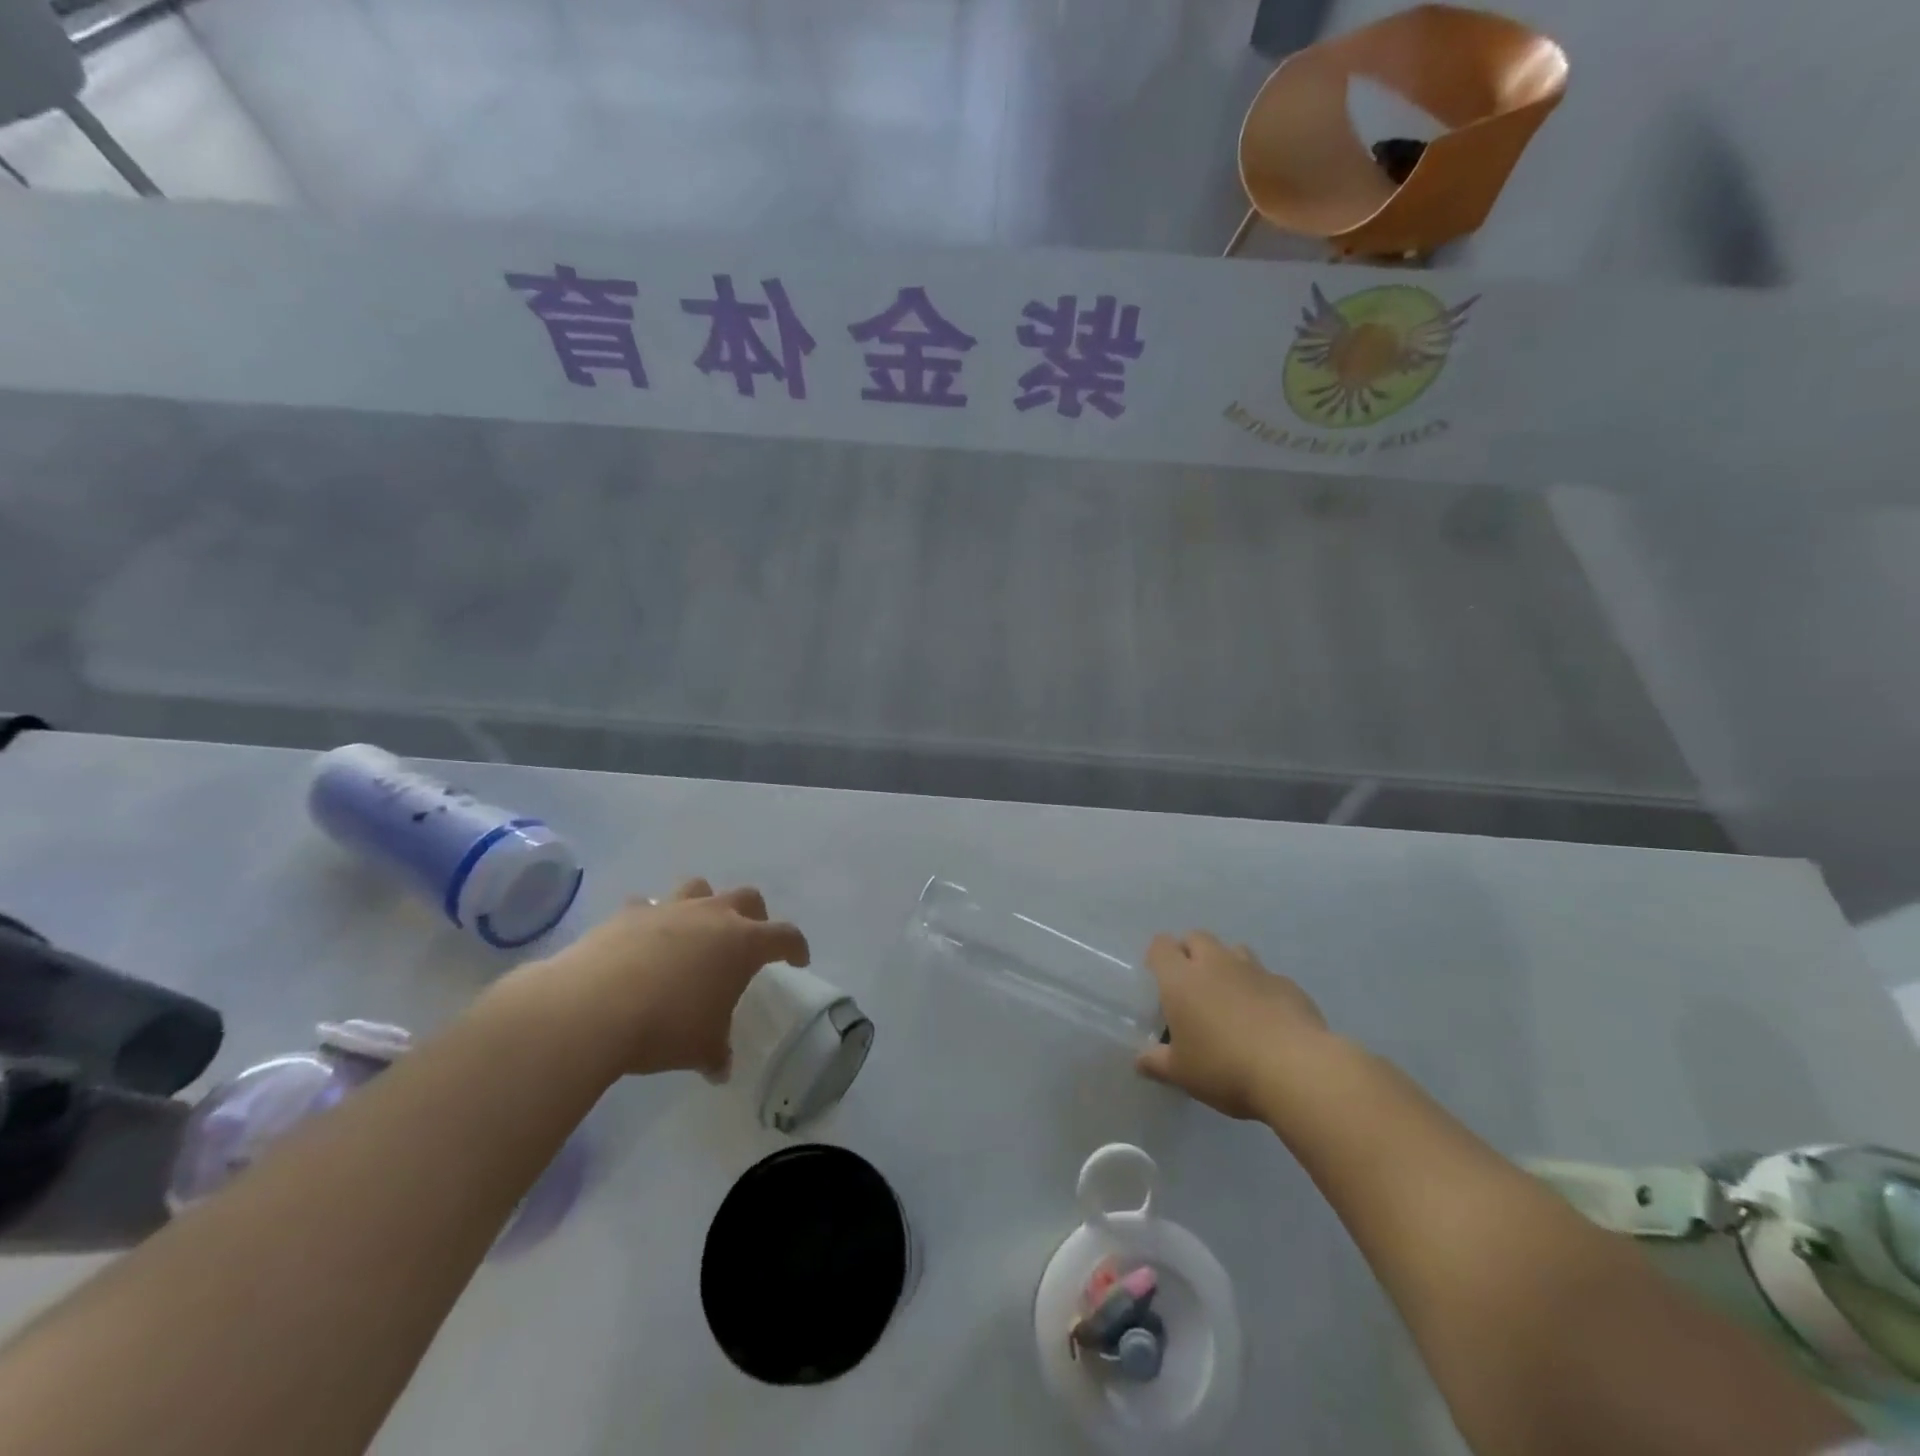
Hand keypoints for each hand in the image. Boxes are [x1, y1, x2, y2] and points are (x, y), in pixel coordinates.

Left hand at [500, 879, 809, 1078]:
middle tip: (747, 940)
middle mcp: (712, 915)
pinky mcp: (628, 913)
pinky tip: (642, 941)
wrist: (592, 1008)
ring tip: (694, 930)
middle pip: (746, 897)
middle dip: (754, 915)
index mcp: (743, 943)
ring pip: (699, 888)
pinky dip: (650, 919)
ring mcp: (669, 908)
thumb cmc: (665, 1026)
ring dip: (703, 904)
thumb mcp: (701, 1048)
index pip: (785, 936)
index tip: (798, 960)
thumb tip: (720, 1068)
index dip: (795, 947)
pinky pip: (646, 906)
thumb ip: (716, 1052)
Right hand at [1136, 931, 1326, 1118]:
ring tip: (1230, 998)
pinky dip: (1261, 989)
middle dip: (1191, 952)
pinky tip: (1267, 1019)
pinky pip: (1267, 977)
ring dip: (1227, 965)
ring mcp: (1255, 970)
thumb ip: (1157, 1063)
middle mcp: (1216, 963)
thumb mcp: (1182, 1073)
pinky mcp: (1288, 985)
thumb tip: (1140, 1061)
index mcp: (1182, 979)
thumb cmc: (1225, 1068)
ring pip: (1234, 950)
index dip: (1158, 956)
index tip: (1159, 978)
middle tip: (1192, 986)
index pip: (1161, 946)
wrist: (1297, 1071)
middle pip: (1197, 937)